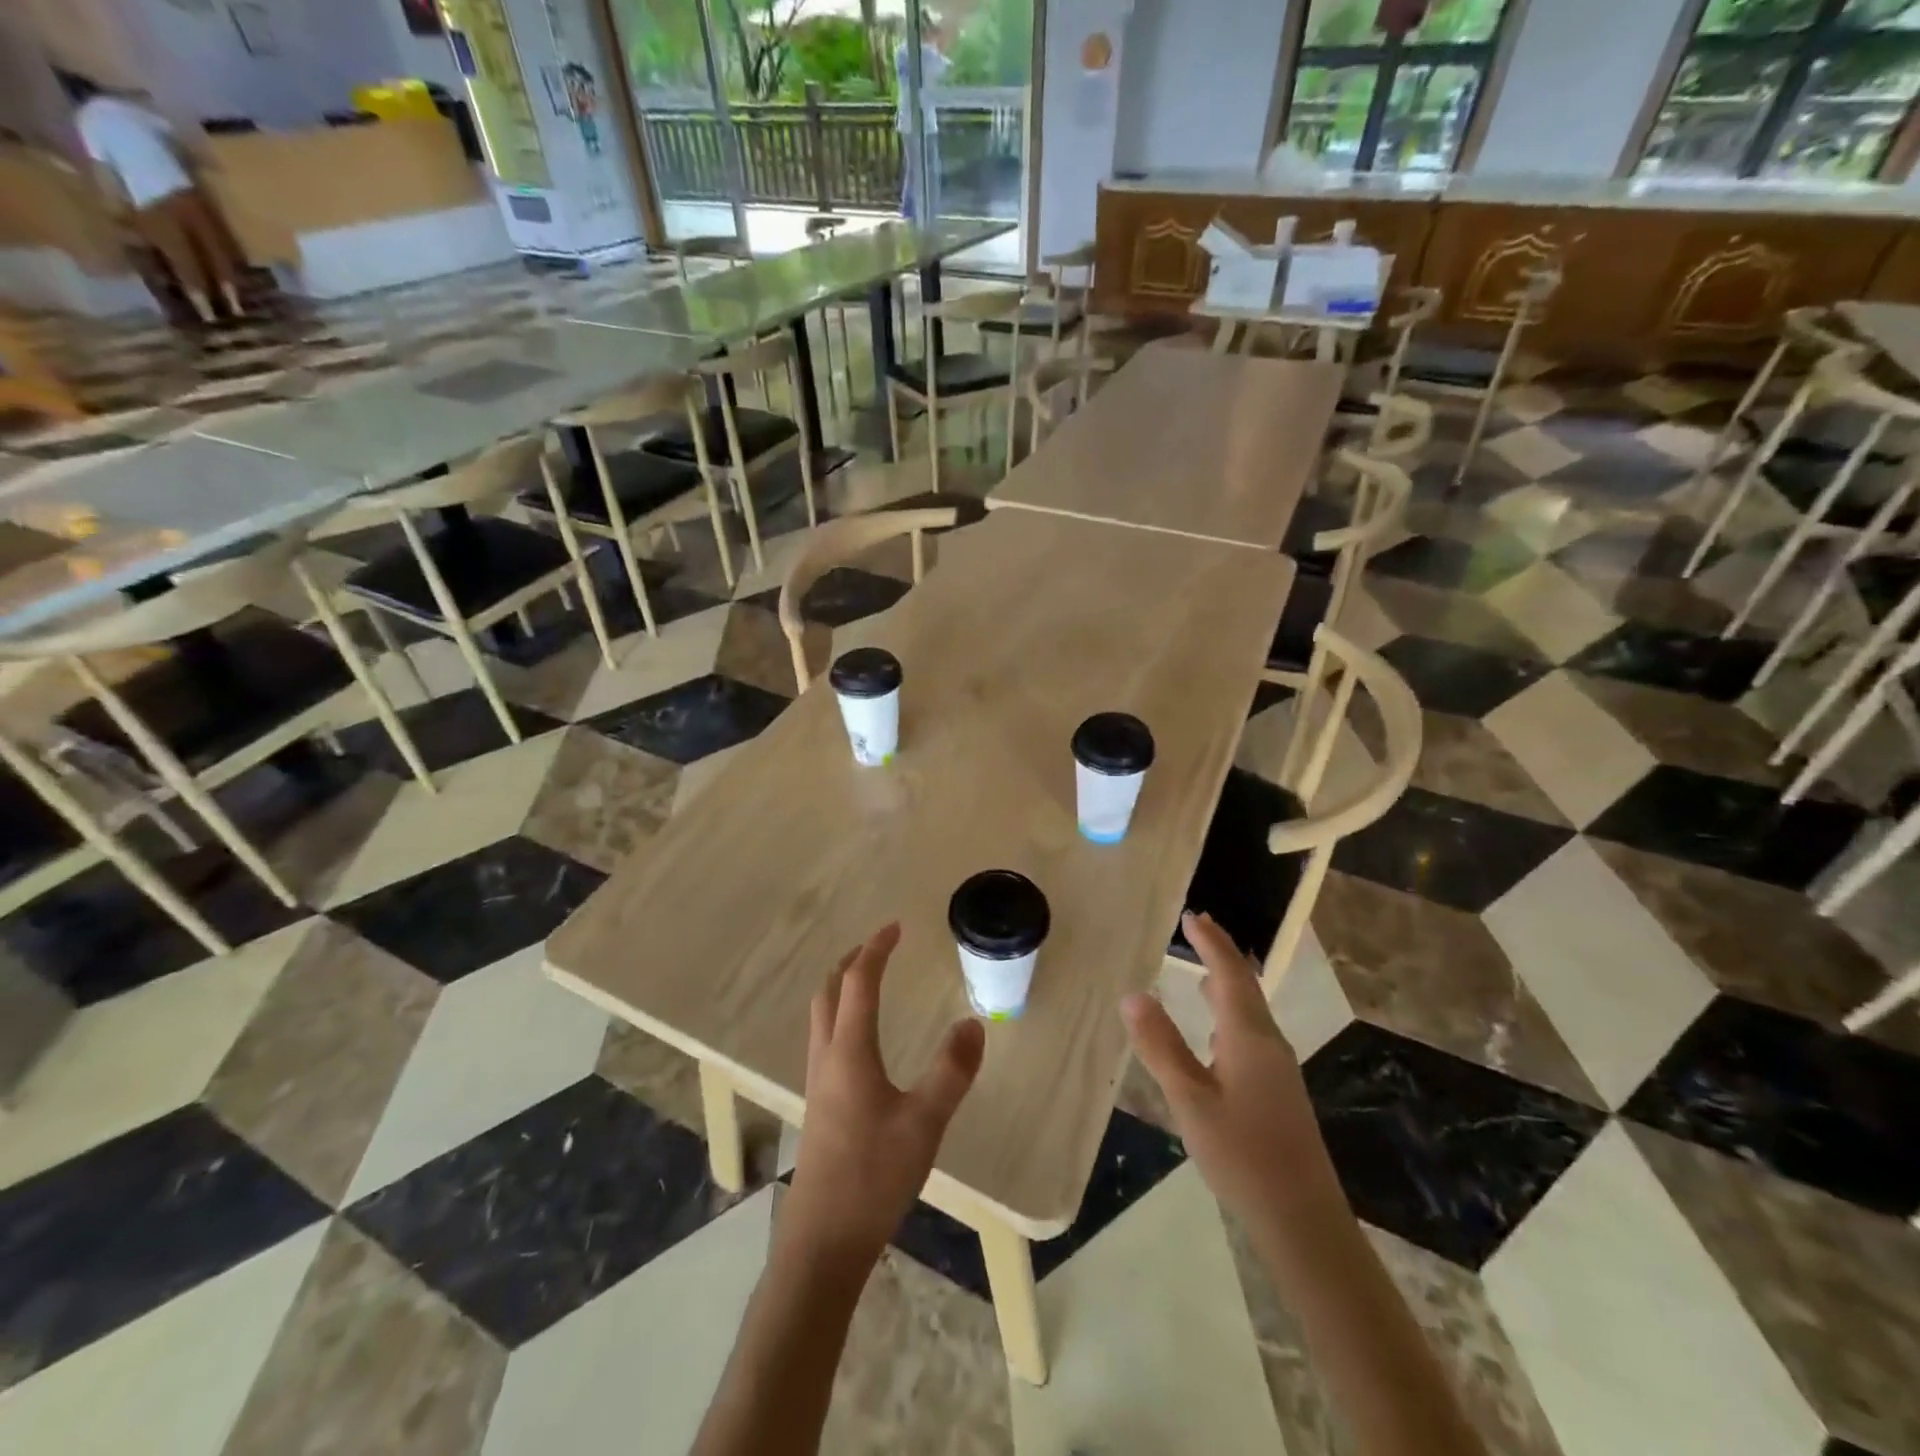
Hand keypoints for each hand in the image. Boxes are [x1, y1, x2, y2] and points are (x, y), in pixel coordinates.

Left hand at [784, 923, 985, 1267]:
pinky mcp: (818, 1105)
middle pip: (830, 991)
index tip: (896, 927)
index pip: (859, 982)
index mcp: (850, 1051)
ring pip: (822, 1015)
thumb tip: (972, 1023)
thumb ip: (951, 1071)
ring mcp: (817, 1082)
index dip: (876, 949)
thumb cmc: (873, 1177)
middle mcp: (827, 1057)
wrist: (822, 1242)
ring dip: (842, 986)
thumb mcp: (924, 1123)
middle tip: (880, 947)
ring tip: (870, 981)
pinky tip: (862, 1041)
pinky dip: (841, 1015)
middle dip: (852, 961)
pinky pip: (825, 1039)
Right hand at [1122, 911, 1342, 1224]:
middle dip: (1222, 954)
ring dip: (1228, 982)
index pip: (1228, 973)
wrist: (1303, 1219)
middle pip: (1245, 985)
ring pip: (1251, 1009)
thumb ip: (1161, 1046)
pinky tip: (1217, 1029)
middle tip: (1198, 929)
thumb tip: (1133, 994)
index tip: (1192, 915)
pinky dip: (1231, 1011)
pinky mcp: (1278, 1090)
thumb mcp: (1190, 1099)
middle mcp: (1268, 1042)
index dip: (1210, 942)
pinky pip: (1251, 1031)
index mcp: (1249, 1036)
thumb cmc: (1242, 1155)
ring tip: (1204, 970)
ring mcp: (1277, 1068)